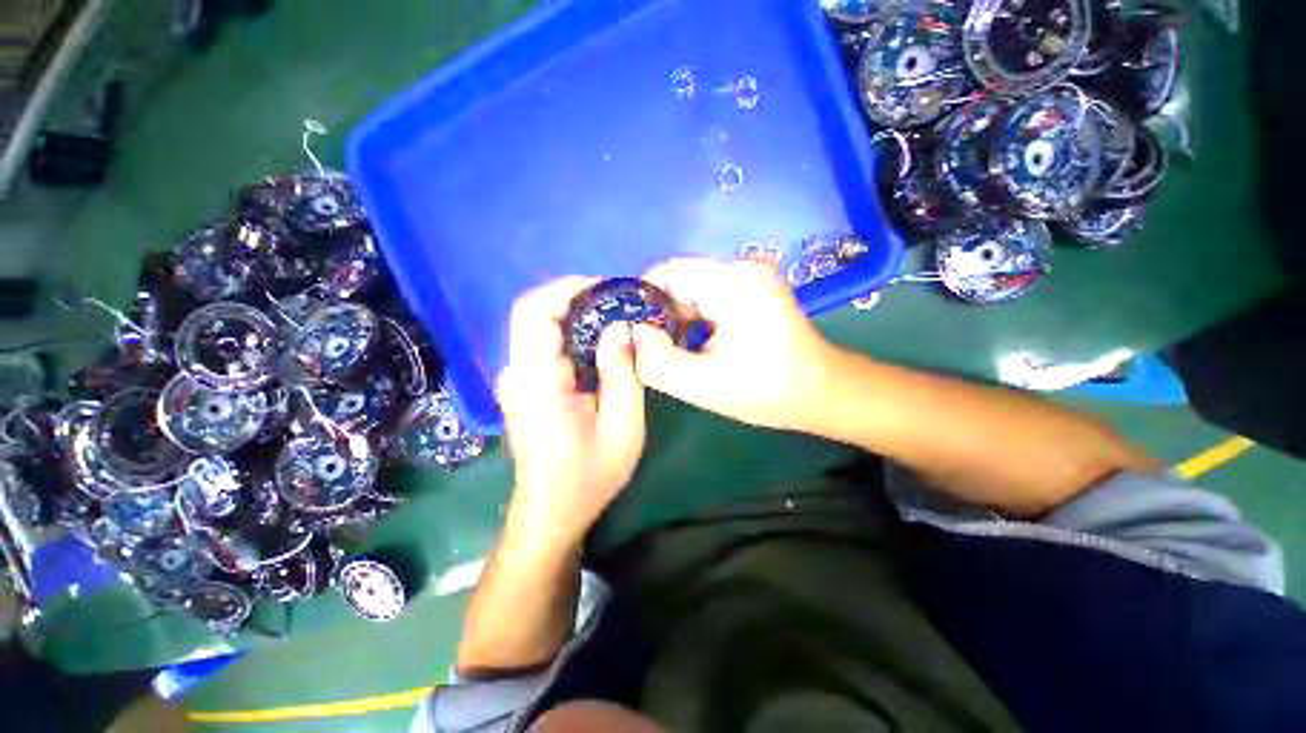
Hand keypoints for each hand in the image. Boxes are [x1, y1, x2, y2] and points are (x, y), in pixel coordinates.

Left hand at [497, 277, 646, 553]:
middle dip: (578, 301)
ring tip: (617, 323)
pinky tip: (601, 347)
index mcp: (536, 381)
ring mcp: (518, 380)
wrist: (553, 510)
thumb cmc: (590, 474)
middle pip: (536, 314)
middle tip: (619, 306)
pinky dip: (573, 337)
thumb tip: (621, 326)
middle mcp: (518, 373)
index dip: (566, 289)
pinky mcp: (525, 387)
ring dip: (577, 318)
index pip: (534, 312)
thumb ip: (622, 372)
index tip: (606, 289)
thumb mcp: (622, 425)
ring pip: (541, 329)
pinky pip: (546, 347)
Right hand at [631, 258, 841, 432]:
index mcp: (733, 283)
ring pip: (691, 289)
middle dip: (660, 314)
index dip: (642, 301)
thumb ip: (658, 362)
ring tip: (675, 350)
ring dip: (677, 318)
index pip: (667, 272)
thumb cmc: (770, 392)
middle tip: (655, 350)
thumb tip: (631, 333)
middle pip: (679, 280)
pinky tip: (696, 344)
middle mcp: (742, 268)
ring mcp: (750, 276)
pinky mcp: (752, 288)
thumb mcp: (706, 386)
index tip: (634, 334)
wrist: (824, 391)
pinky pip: (708, 295)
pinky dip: (694, 318)